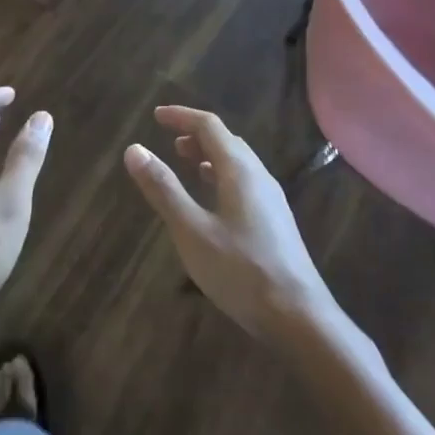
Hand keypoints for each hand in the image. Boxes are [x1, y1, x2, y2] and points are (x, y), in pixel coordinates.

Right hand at [123, 106, 336, 340]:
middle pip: (226, 140)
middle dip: (197, 135)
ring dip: (211, 156)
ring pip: (238, 163)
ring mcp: (271, 199)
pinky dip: (223, 176)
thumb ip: (163, 189)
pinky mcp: (276, 221)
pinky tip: (214, 202)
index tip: (156, 116)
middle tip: (170, 142)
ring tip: (188, 164)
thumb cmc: (241, 271)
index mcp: (239, 169)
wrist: (300, 318)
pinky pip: (245, 182)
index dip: (181, 117)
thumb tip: (134, 149)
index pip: (209, 126)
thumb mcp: (192, 231)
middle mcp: (259, 176)